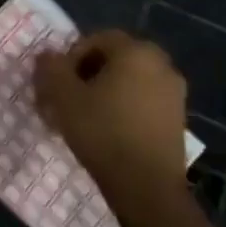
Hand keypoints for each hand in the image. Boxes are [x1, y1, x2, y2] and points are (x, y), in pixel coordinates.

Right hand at [34, 30, 189, 225]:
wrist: (146, 187)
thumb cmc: (102, 131)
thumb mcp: (62, 95)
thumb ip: (51, 67)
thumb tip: (47, 56)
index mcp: (136, 51)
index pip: (96, 39)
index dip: (70, 57)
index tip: (57, 82)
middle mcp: (161, 65)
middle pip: (114, 60)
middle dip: (86, 75)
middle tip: (66, 98)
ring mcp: (174, 94)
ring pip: (128, 82)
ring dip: (103, 93)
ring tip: (82, 118)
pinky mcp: (178, 120)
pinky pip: (142, 102)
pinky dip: (122, 109)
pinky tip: (105, 132)